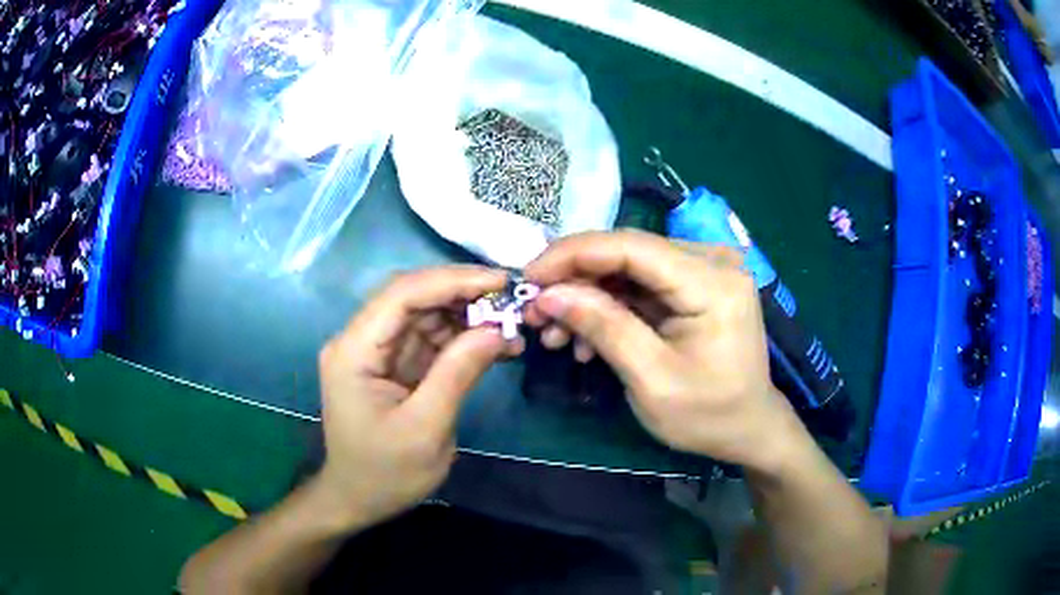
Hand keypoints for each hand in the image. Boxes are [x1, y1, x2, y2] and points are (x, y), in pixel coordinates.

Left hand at [315, 266, 517, 527]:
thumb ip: (458, 373)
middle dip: (463, 294)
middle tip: (513, 300)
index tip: (501, 281)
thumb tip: (498, 329)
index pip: (402, 294)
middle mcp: (359, 340)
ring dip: (467, 315)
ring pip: (424, 314)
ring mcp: (375, 351)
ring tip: (512, 324)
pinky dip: (461, 338)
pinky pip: (428, 338)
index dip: (452, 280)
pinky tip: (494, 343)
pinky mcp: (391, 364)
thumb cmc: (385, 474)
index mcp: (354, 351)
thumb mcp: (426, 429)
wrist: (357, 501)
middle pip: (412, 297)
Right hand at [524, 230, 803, 472]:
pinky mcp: (694, 285)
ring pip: (627, 267)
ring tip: (555, 335)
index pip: (631, 245)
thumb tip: (549, 294)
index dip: (572, 255)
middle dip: (574, 280)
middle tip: (534, 314)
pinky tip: (586, 338)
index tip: (528, 277)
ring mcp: (704, 271)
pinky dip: (608, 307)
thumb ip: (603, 327)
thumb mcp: (651, 379)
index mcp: (712, 282)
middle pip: (626, 252)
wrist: (747, 428)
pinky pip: (640, 284)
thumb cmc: (708, 415)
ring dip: (587, 297)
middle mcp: (712, 261)